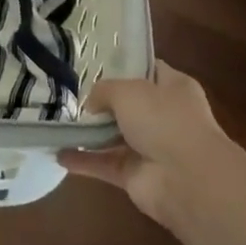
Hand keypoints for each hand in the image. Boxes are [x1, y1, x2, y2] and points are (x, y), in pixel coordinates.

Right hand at [59, 62, 235, 221]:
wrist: (187, 179)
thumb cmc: (164, 119)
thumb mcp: (129, 90)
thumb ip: (105, 90)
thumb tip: (91, 104)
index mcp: (174, 87)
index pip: (149, 70)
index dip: (125, 66)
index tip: (96, 65)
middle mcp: (164, 116)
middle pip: (129, 105)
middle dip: (103, 102)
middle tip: (72, 95)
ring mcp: (151, 148)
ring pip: (114, 137)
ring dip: (90, 134)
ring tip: (60, 123)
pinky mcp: (136, 176)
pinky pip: (105, 164)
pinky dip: (84, 161)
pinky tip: (59, 154)